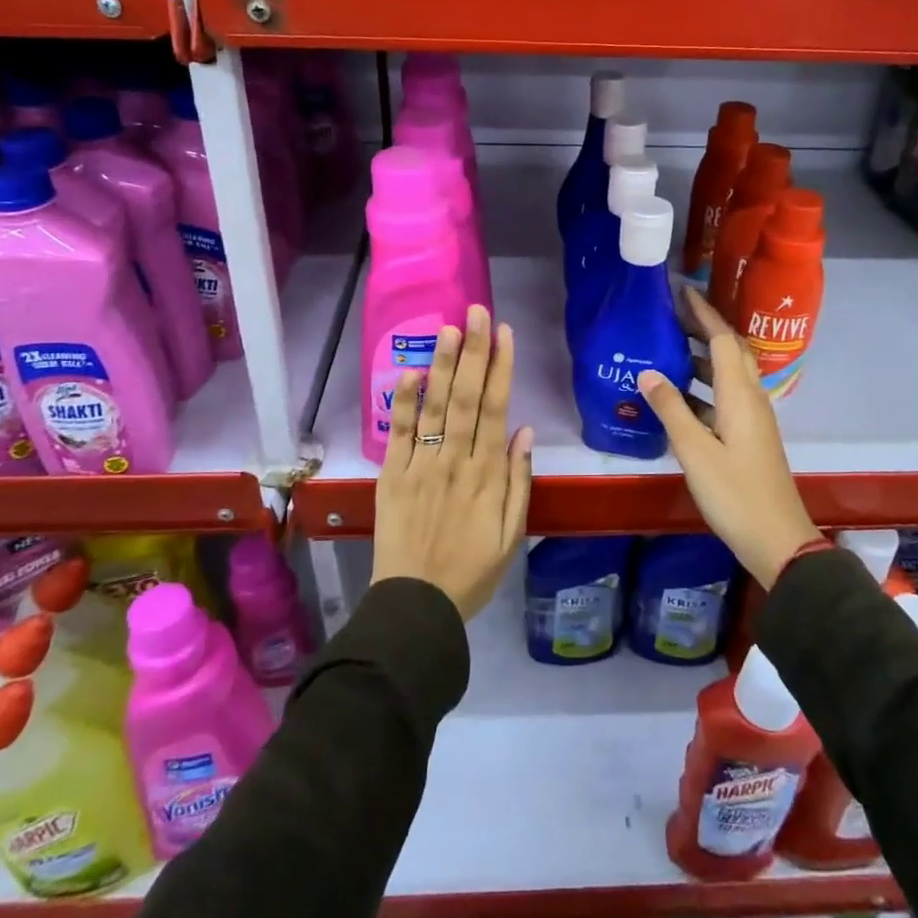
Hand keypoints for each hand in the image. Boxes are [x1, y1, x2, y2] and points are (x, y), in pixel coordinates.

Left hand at [372, 305, 533, 620]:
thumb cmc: (472, 572)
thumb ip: (520, 482)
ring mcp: (421, 466)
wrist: (415, 606)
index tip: (505, 333)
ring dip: (443, 365)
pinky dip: (404, 401)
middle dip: (475, 352)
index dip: (502, 368)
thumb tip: (526, 432)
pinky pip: (399, 433)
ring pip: (435, 406)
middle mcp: (455, 461)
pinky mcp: (391, 476)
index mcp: (488, 475)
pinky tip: (411, 371)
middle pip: (468, 397)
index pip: (497, 409)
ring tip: (450, 328)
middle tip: (477, 311)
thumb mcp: (512, 535)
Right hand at [638, 288, 822, 589]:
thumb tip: (648, 371)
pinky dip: (703, 387)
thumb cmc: (735, 493)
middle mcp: (751, 399)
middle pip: (731, 351)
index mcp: (740, 395)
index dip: (703, 313)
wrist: (777, 539)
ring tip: (669, 348)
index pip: (723, 339)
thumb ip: (671, 409)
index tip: (681, 290)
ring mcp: (752, 419)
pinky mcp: (749, 437)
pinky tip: (678, 397)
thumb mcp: (695, 451)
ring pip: (729, 375)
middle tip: (672, 315)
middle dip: (705, 328)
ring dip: (703, 357)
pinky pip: (725, 397)